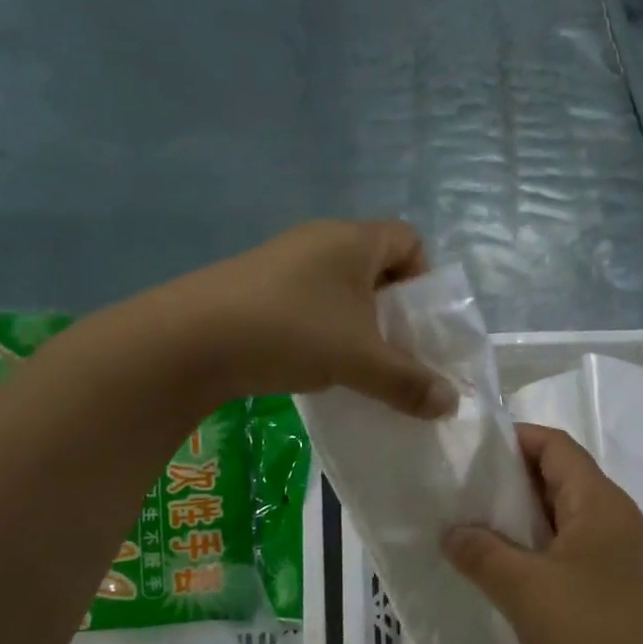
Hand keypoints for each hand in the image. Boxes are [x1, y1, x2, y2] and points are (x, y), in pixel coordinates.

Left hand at [170, 220, 456, 417]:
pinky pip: (308, 297)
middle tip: (395, 348)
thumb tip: (452, 404)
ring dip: (356, 320)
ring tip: (356, 361)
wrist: (190, 340)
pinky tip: (313, 360)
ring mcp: (284, 259)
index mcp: (354, 240)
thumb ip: (410, 383)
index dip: (425, 277)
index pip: (410, 239)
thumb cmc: (293, 332)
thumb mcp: (361, 361)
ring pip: (340, 284)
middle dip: (392, 307)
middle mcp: (320, 239)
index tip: (418, 321)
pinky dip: (322, 325)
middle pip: (376, 263)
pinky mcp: (256, 284)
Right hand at [443, 424, 642, 643]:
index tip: (469, 451)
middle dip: (508, 480)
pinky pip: (565, 547)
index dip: (514, 439)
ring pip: (559, 515)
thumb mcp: (525, 590)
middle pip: (557, 476)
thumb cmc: (591, 634)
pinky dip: (532, 547)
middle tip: (459, 490)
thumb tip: (451, 532)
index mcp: (599, 502)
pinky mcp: (609, 583)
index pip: (555, 446)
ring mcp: (613, 552)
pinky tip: (499, 568)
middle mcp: (611, 517)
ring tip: (470, 527)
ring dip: (518, 518)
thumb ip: (482, 553)